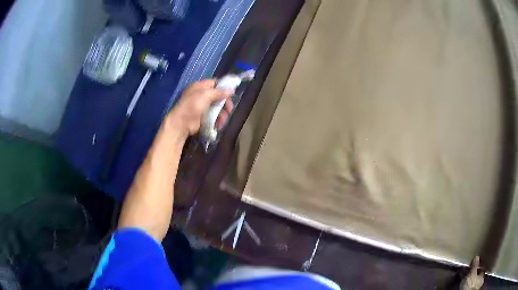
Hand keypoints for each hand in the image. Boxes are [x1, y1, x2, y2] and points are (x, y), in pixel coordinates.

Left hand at [165, 79, 233, 135]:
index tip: (232, 93)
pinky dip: (217, 119)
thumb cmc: (193, 105)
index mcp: (200, 86)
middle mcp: (201, 95)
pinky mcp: (202, 117)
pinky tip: (219, 124)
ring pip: (217, 107)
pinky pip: (213, 116)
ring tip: (223, 120)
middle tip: (229, 109)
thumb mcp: (206, 95)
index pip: (215, 83)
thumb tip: (231, 90)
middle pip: (217, 96)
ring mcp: (201, 106)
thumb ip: (219, 92)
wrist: (182, 123)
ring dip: (222, 113)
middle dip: (225, 103)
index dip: (224, 87)